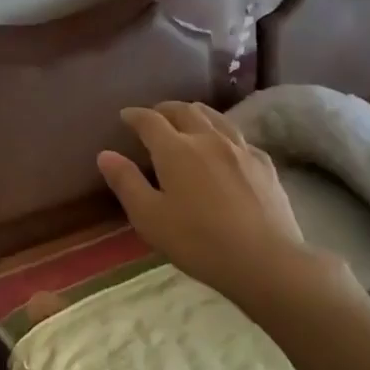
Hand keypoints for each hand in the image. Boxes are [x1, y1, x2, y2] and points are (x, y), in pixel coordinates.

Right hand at [97, 102, 361, 312]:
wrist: (264, 260)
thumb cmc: (197, 242)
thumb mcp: (149, 218)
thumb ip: (126, 183)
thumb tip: (105, 154)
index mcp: (175, 150)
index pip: (149, 121)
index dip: (134, 115)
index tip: (124, 116)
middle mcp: (208, 139)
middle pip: (184, 110)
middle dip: (164, 109)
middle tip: (153, 116)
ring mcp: (240, 148)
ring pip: (215, 117)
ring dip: (194, 113)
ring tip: (187, 119)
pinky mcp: (264, 163)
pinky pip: (238, 136)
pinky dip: (222, 132)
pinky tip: (224, 146)